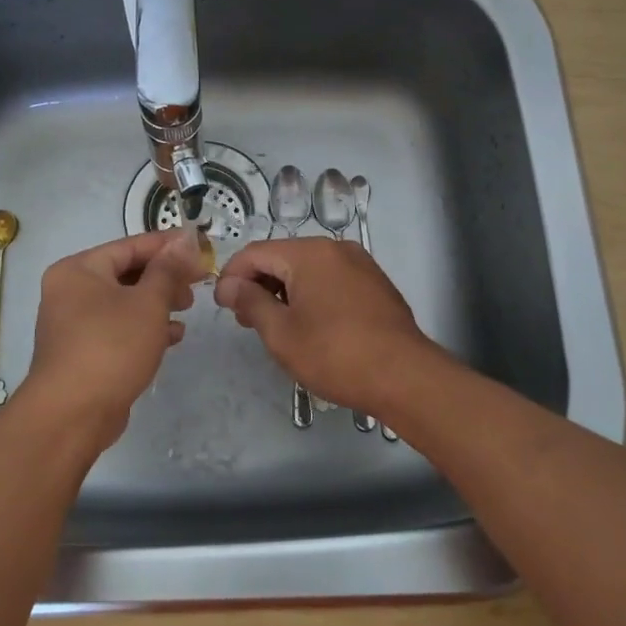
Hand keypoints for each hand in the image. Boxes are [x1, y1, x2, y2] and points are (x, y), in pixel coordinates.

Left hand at [20, 230, 202, 452]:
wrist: (72, 414)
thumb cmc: (111, 347)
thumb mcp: (148, 302)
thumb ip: (168, 269)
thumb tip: (185, 238)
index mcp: (79, 270)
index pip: (129, 246)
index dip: (167, 245)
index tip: (200, 245)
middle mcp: (71, 291)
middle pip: (126, 273)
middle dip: (164, 277)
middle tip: (197, 283)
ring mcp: (74, 324)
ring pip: (124, 303)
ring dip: (158, 303)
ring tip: (187, 309)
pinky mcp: (84, 352)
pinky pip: (119, 329)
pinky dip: (144, 328)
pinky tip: (173, 336)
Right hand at [214, 239, 441, 416]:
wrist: (404, 377)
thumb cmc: (335, 354)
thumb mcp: (281, 333)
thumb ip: (251, 302)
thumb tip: (229, 285)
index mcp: (309, 253)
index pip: (255, 253)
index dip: (231, 276)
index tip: (221, 305)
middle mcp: (336, 248)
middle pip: (282, 257)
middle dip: (258, 284)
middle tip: (244, 319)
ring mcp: (360, 264)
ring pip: (307, 269)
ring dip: (284, 291)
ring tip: (274, 325)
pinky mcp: (375, 284)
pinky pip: (331, 279)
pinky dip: (310, 294)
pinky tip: (308, 324)